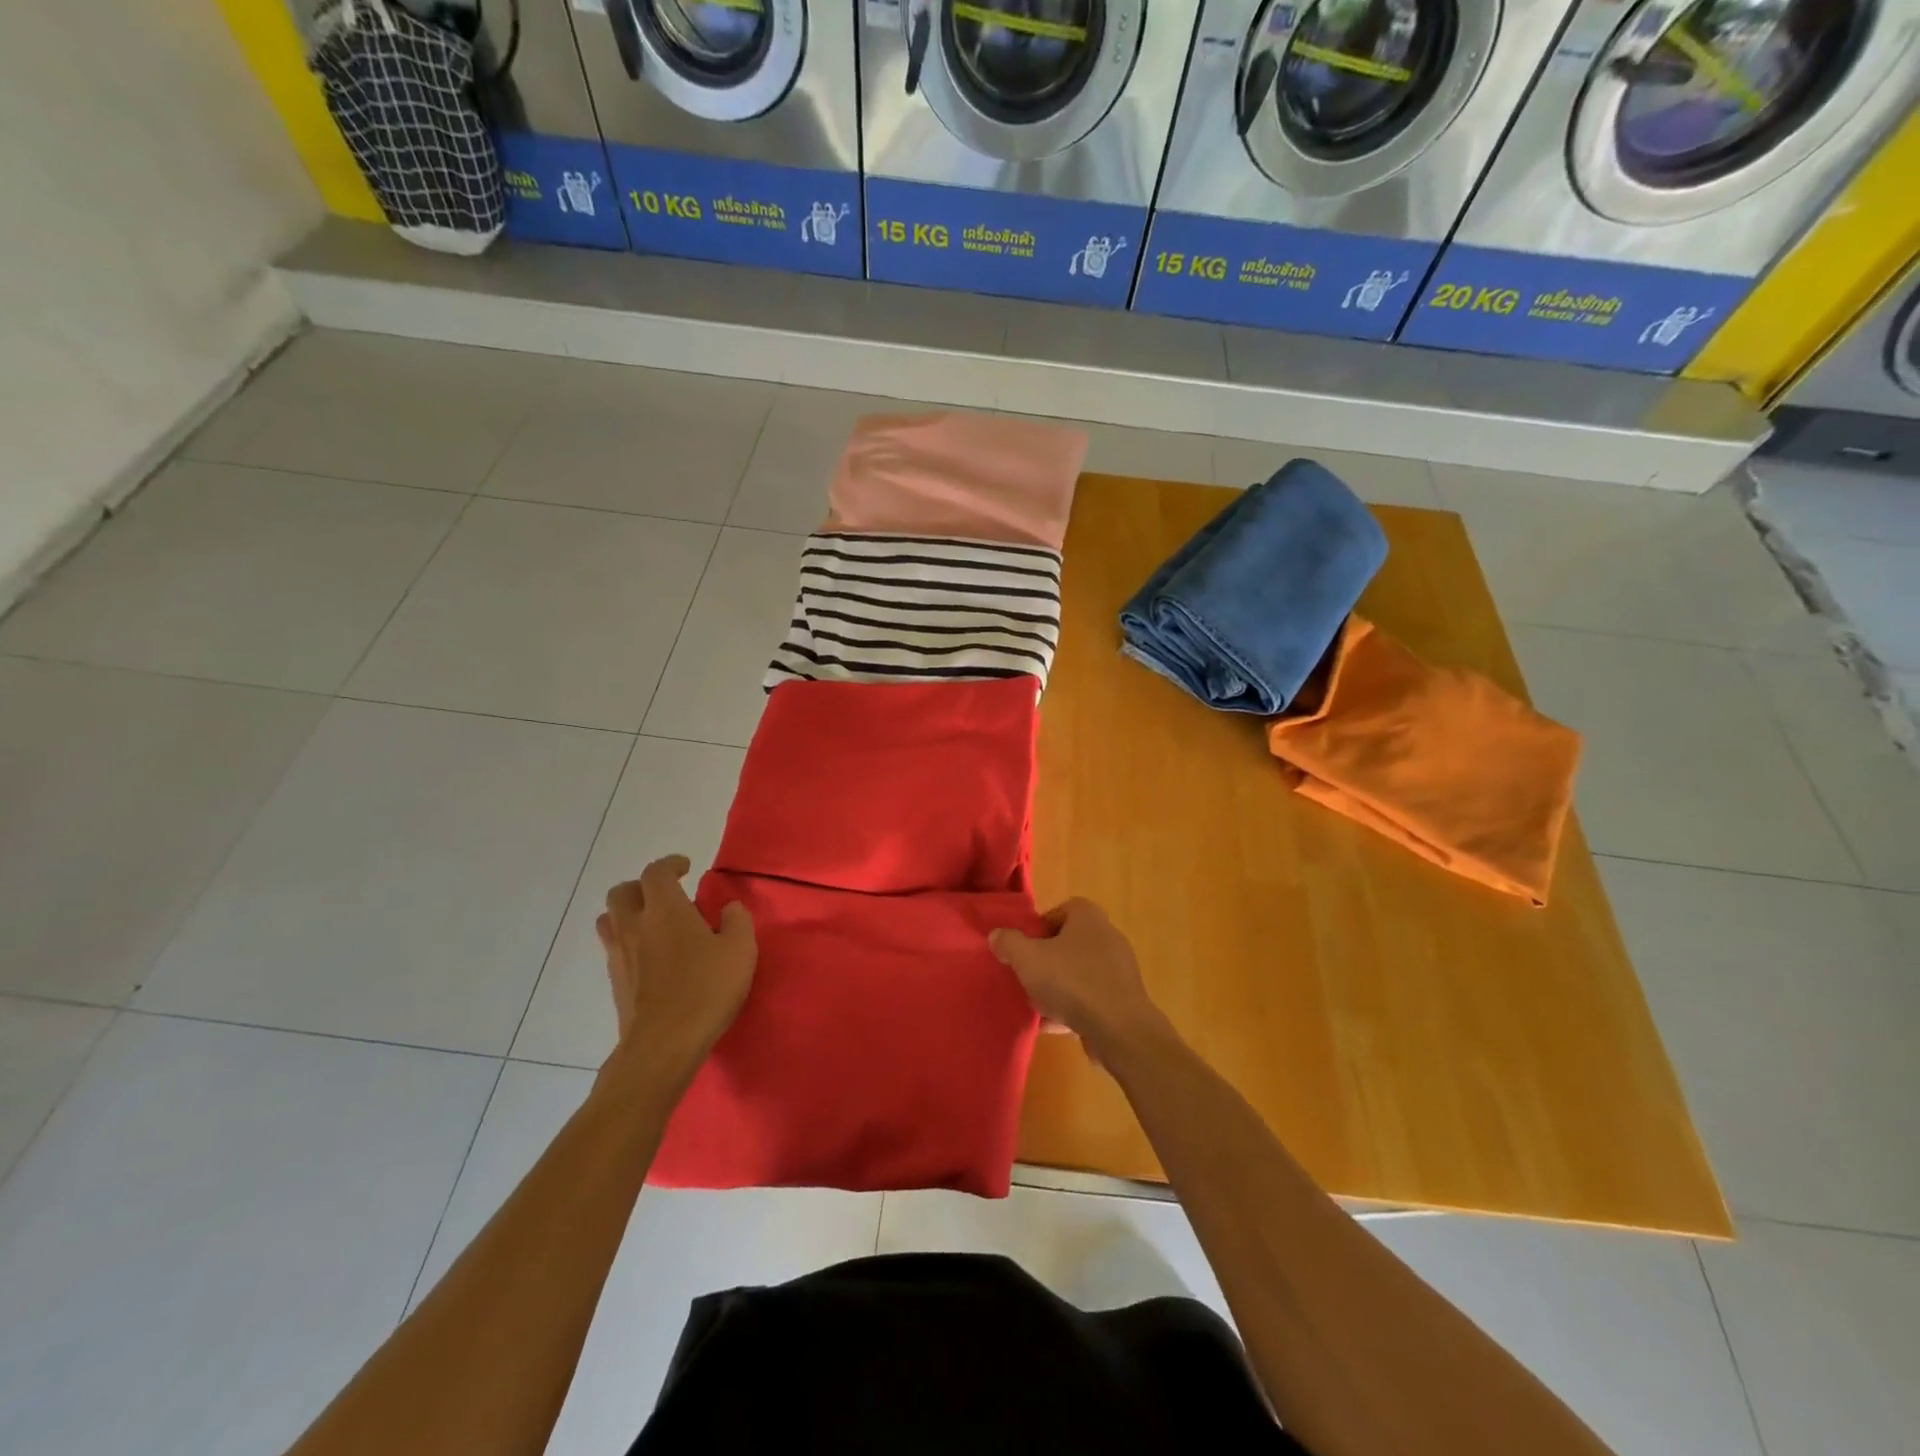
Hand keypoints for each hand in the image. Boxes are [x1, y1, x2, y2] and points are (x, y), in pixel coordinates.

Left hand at [596, 856, 755, 1080]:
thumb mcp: (740, 950)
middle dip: (642, 887)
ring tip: (653, 923)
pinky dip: (629, 942)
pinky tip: (652, 957)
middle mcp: (635, 925)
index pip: (656, 872)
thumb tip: (728, 909)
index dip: (670, 864)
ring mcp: (619, 955)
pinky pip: (614, 948)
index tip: (685, 867)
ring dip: (628, 913)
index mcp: (665, 909)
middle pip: (622, 892)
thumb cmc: (706, 989)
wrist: (663, 1045)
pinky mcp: (615, 983)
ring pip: (610, 920)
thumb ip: (737, 920)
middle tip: (665, 895)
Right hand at [989, 900, 1165, 1059]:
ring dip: (1059, 987)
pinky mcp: (1124, 999)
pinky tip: (1056, 1024)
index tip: (1025, 949)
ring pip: (1079, 972)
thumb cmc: (1072, 982)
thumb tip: (997, 936)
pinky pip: (1092, 997)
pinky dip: (1075, 1008)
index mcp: (1088, 917)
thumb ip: (1008, 943)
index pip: (1061, 910)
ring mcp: (1119, 969)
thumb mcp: (1028, 959)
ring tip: (1039, 1005)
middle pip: (1069, 943)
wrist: (1118, 1029)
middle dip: (1047, 960)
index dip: (1040, 927)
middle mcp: (1108, 936)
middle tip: (1029, 976)